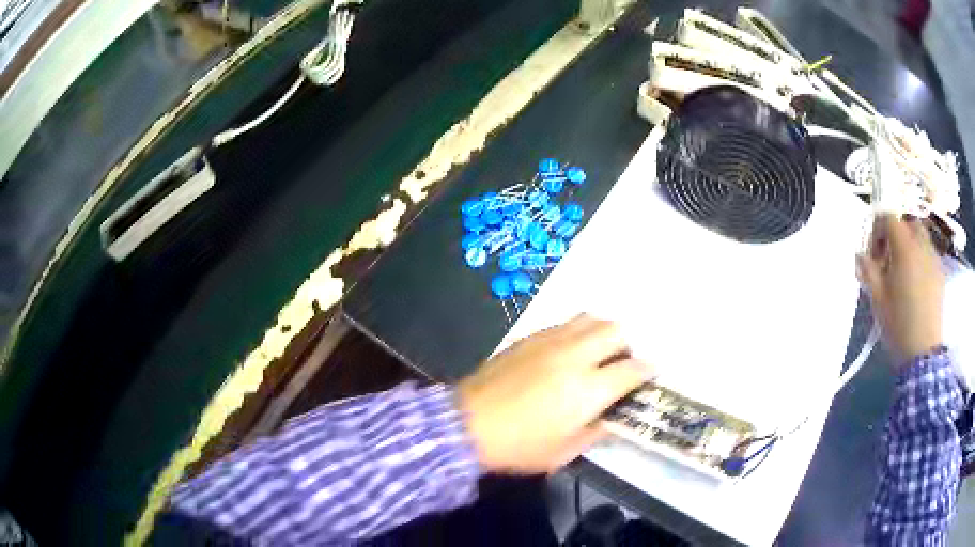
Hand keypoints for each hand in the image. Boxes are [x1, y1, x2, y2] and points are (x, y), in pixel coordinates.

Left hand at [457, 315, 652, 473]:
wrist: (466, 423)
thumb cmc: (518, 446)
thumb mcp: (563, 452)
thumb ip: (595, 433)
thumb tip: (612, 420)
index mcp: (588, 389)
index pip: (631, 370)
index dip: (647, 370)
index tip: (651, 373)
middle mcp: (575, 356)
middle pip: (616, 331)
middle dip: (628, 344)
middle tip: (622, 362)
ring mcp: (550, 341)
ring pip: (591, 318)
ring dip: (603, 332)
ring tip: (598, 351)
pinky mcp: (529, 337)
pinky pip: (565, 323)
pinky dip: (578, 331)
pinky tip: (569, 349)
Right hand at [857, 214, 944, 364]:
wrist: (922, 352)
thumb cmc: (898, 324)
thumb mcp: (877, 299)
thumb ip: (868, 271)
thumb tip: (860, 255)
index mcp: (904, 248)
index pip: (889, 218)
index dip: (878, 228)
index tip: (873, 251)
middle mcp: (921, 245)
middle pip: (907, 222)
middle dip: (896, 234)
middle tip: (888, 259)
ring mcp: (934, 258)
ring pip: (920, 236)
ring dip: (909, 245)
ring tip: (903, 272)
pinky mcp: (940, 273)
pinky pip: (929, 254)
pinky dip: (920, 259)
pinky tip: (915, 284)